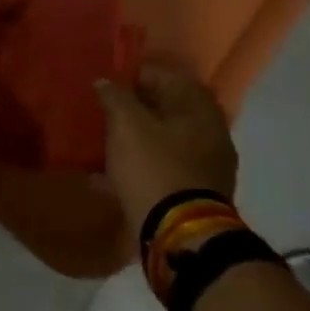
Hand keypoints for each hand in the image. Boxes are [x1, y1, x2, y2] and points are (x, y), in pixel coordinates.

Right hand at [96, 63, 237, 233]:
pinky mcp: (191, 194)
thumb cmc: (154, 168)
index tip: (107, 82)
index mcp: (199, 109)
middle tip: (101, 111)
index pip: (166, 76)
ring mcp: (204, 166)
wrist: (179, 236)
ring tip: (100, 142)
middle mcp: (209, 133)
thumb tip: (105, 82)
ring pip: (161, 141)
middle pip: (165, 110)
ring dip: (133, 140)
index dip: (134, 74)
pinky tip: (103, 177)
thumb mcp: (126, 125)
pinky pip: (158, 170)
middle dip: (132, 109)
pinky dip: (135, 168)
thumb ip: (114, 96)